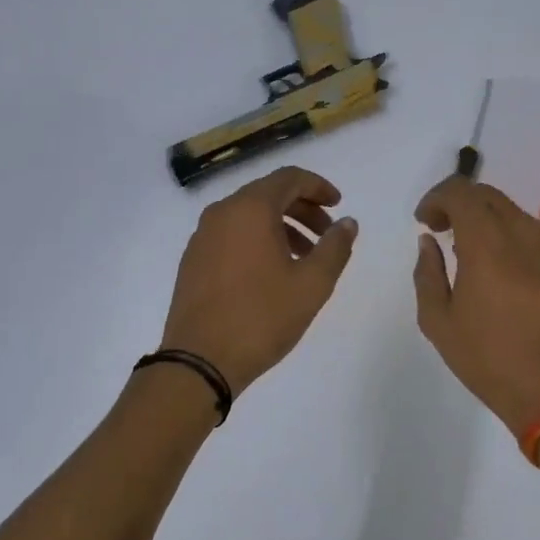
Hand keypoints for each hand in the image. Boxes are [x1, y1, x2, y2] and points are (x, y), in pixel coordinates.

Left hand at [161, 166, 357, 394]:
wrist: (200, 361)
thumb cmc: (262, 317)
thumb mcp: (312, 284)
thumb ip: (335, 247)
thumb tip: (347, 222)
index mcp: (249, 209)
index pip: (289, 178)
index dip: (318, 187)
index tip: (338, 205)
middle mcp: (221, 213)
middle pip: (267, 195)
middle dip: (302, 209)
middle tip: (327, 235)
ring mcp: (202, 237)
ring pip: (248, 216)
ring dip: (281, 228)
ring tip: (304, 259)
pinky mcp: (192, 261)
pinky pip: (231, 236)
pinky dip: (257, 241)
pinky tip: (272, 273)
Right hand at [413, 176, 539, 437]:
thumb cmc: (491, 361)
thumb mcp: (439, 323)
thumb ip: (427, 274)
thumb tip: (429, 243)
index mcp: (488, 245)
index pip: (461, 192)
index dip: (436, 197)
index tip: (425, 222)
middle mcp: (525, 236)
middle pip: (490, 196)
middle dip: (461, 204)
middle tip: (444, 230)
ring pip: (517, 216)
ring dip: (489, 224)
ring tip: (475, 257)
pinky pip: (539, 240)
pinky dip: (516, 244)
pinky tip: (510, 278)